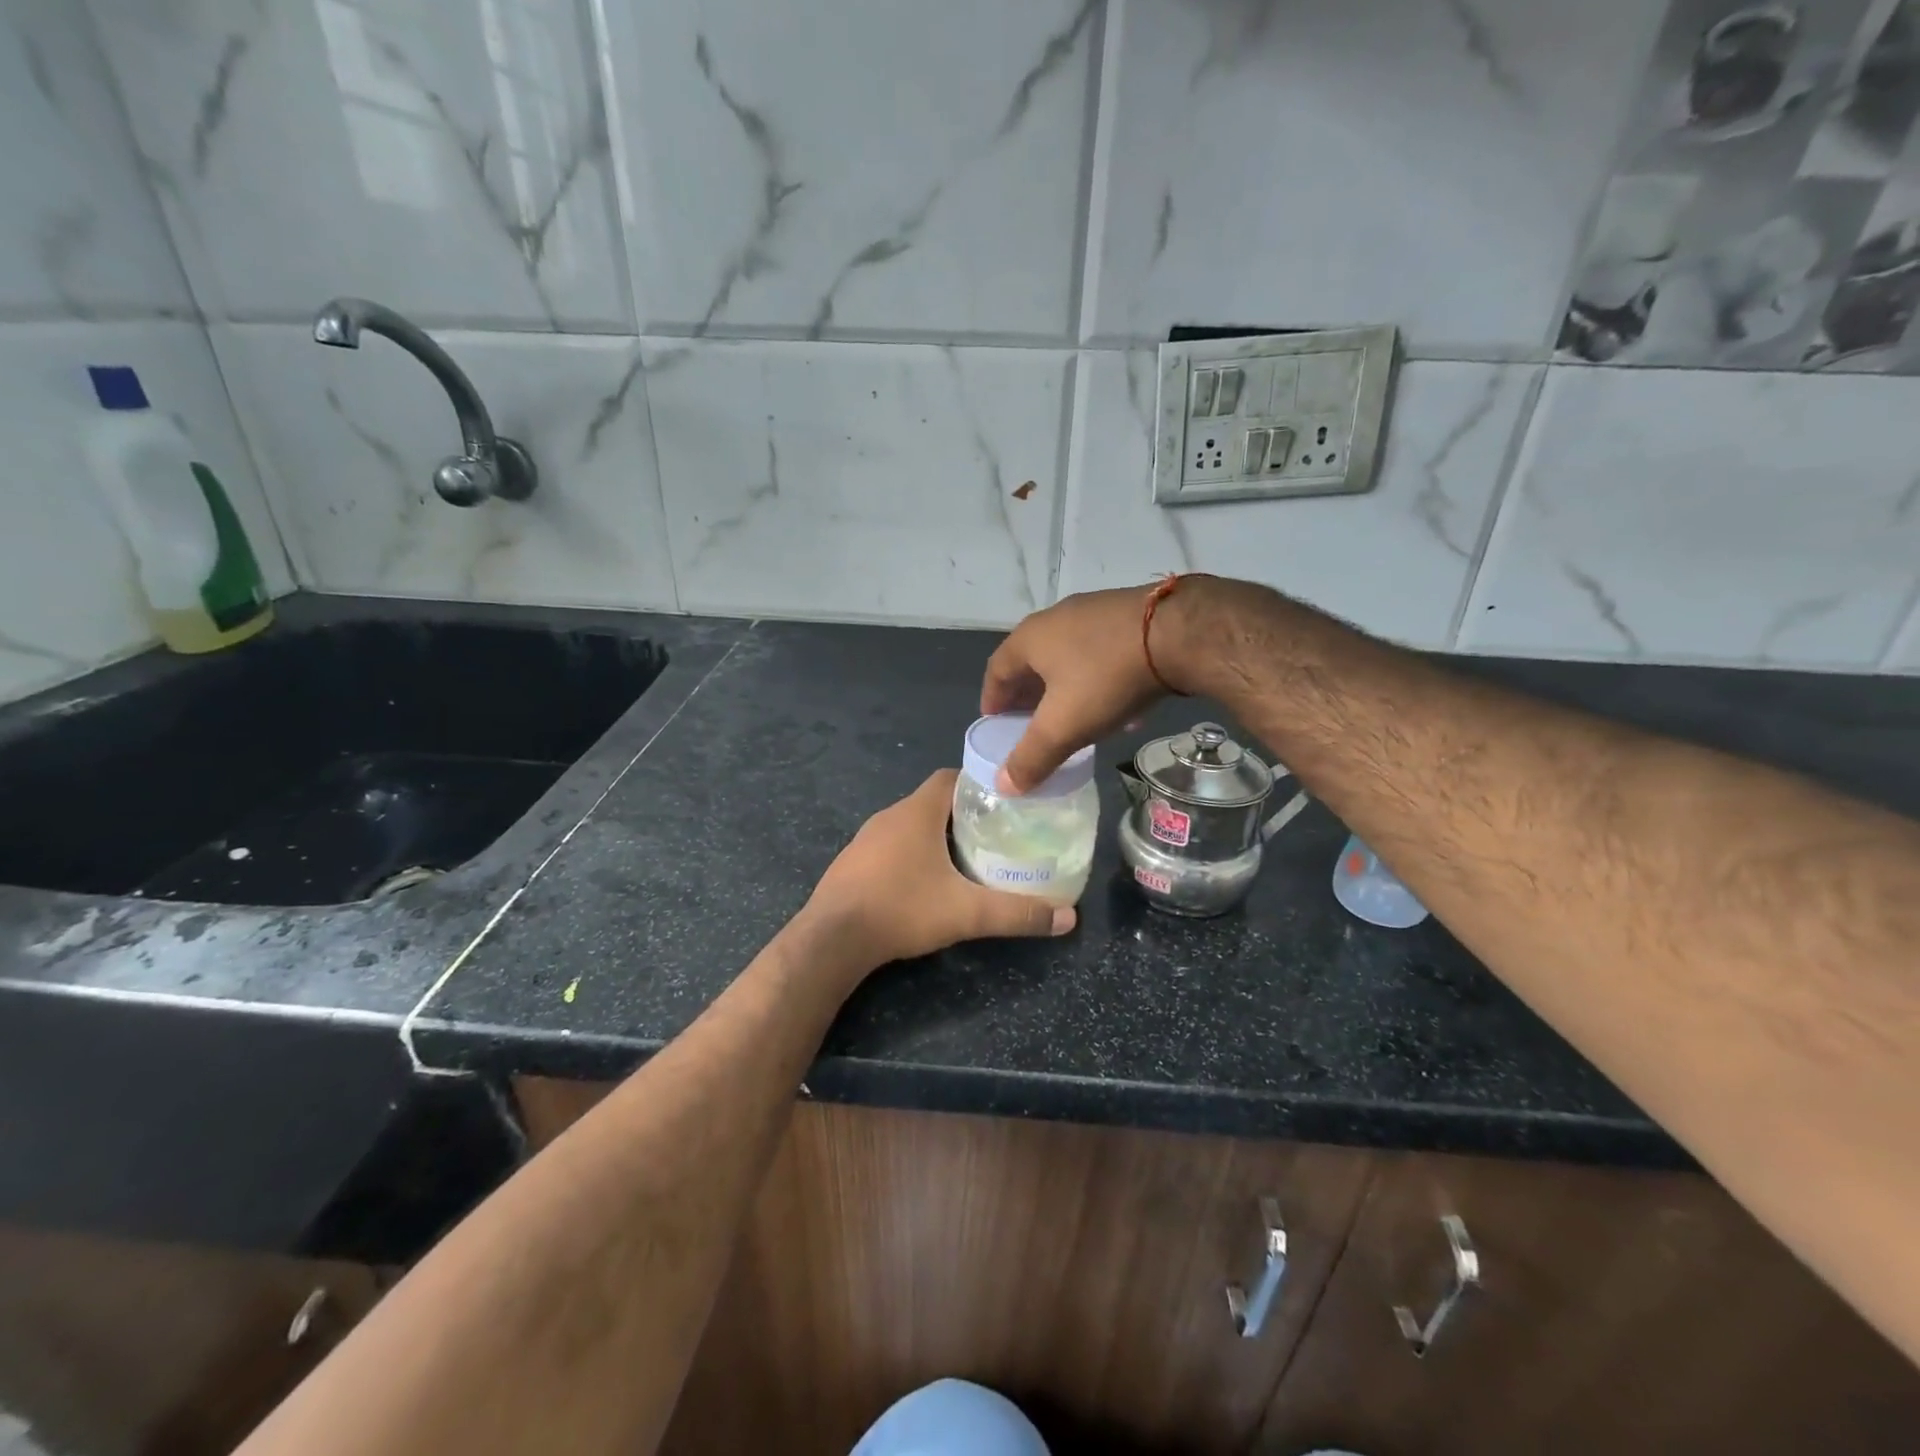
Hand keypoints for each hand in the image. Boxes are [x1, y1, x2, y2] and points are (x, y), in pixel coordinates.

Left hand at [805, 770, 1075, 968]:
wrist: (832, 939)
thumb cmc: (902, 909)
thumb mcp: (967, 913)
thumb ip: (1018, 913)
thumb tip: (1069, 918)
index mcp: (916, 812)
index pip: (951, 777)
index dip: (978, 784)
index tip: (1004, 803)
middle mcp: (889, 816)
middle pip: (933, 802)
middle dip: (964, 814)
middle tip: (995, 836)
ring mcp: (865, 839)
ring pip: (910, 825)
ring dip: (935, 835)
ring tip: (966, 859)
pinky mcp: (852, 863)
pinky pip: (889, 846)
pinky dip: (910, 854)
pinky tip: (924, 882)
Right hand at [981, 586, 1169, 792]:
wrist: (1179, 632)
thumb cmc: (1107, 678)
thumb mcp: (1064, 726)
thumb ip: (1031, 758)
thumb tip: (1003, 785)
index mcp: (1030, 638)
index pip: (996, 669)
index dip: (993, 699)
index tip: (995, 722)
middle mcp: (1056, 618)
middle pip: (1031, 661)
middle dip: (1029, 694)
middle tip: (1031, 723)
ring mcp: (1094, 611)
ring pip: (1068, 656)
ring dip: (1064, 687)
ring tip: (1073, 717)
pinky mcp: (1128, 613)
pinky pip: (1101, 651)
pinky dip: (1097, 678)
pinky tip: (1118, 704)